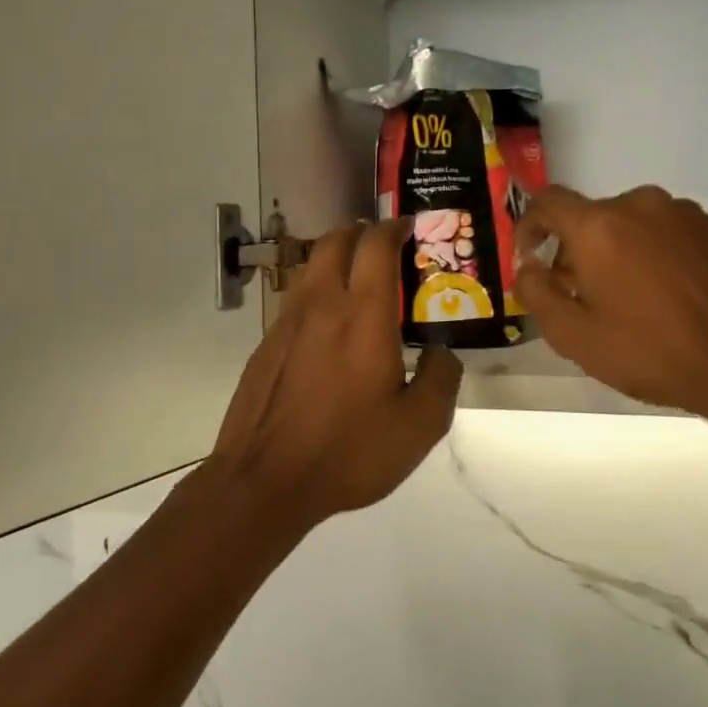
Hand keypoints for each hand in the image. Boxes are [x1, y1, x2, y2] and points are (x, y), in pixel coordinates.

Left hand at [208, 219, 463, 530]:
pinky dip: (316, 291)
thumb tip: (442, 352)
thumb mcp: (420, 425)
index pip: (375, 245)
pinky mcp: (266, 344)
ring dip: (334, 258)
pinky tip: (327, 325)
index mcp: (362, 314)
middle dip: (360, 232)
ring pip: (309, 267)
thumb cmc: (349, 451)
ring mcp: (286, 322)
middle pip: (335, 241)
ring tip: (356, 279)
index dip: (393, 227)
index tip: (408, 227)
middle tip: (382, 245)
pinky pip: (294, 299)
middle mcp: (321, 304)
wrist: (265, 479)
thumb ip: (442, 378)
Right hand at [515, 186, 707, 444]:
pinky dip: (655, 252)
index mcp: (598, 226)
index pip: (547, 201)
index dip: (529, 225)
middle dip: (577, 249)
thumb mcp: (573, 336)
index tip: (532, 257)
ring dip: (618, 250)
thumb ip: (536, 293)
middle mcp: (640, 204)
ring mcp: (684, 213)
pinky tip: (669, 293)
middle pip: (591, 217)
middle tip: (582, 294)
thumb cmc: (649, 352)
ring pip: (632, 223)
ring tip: (631, 296)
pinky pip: (668, 231)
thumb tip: (528, 267)